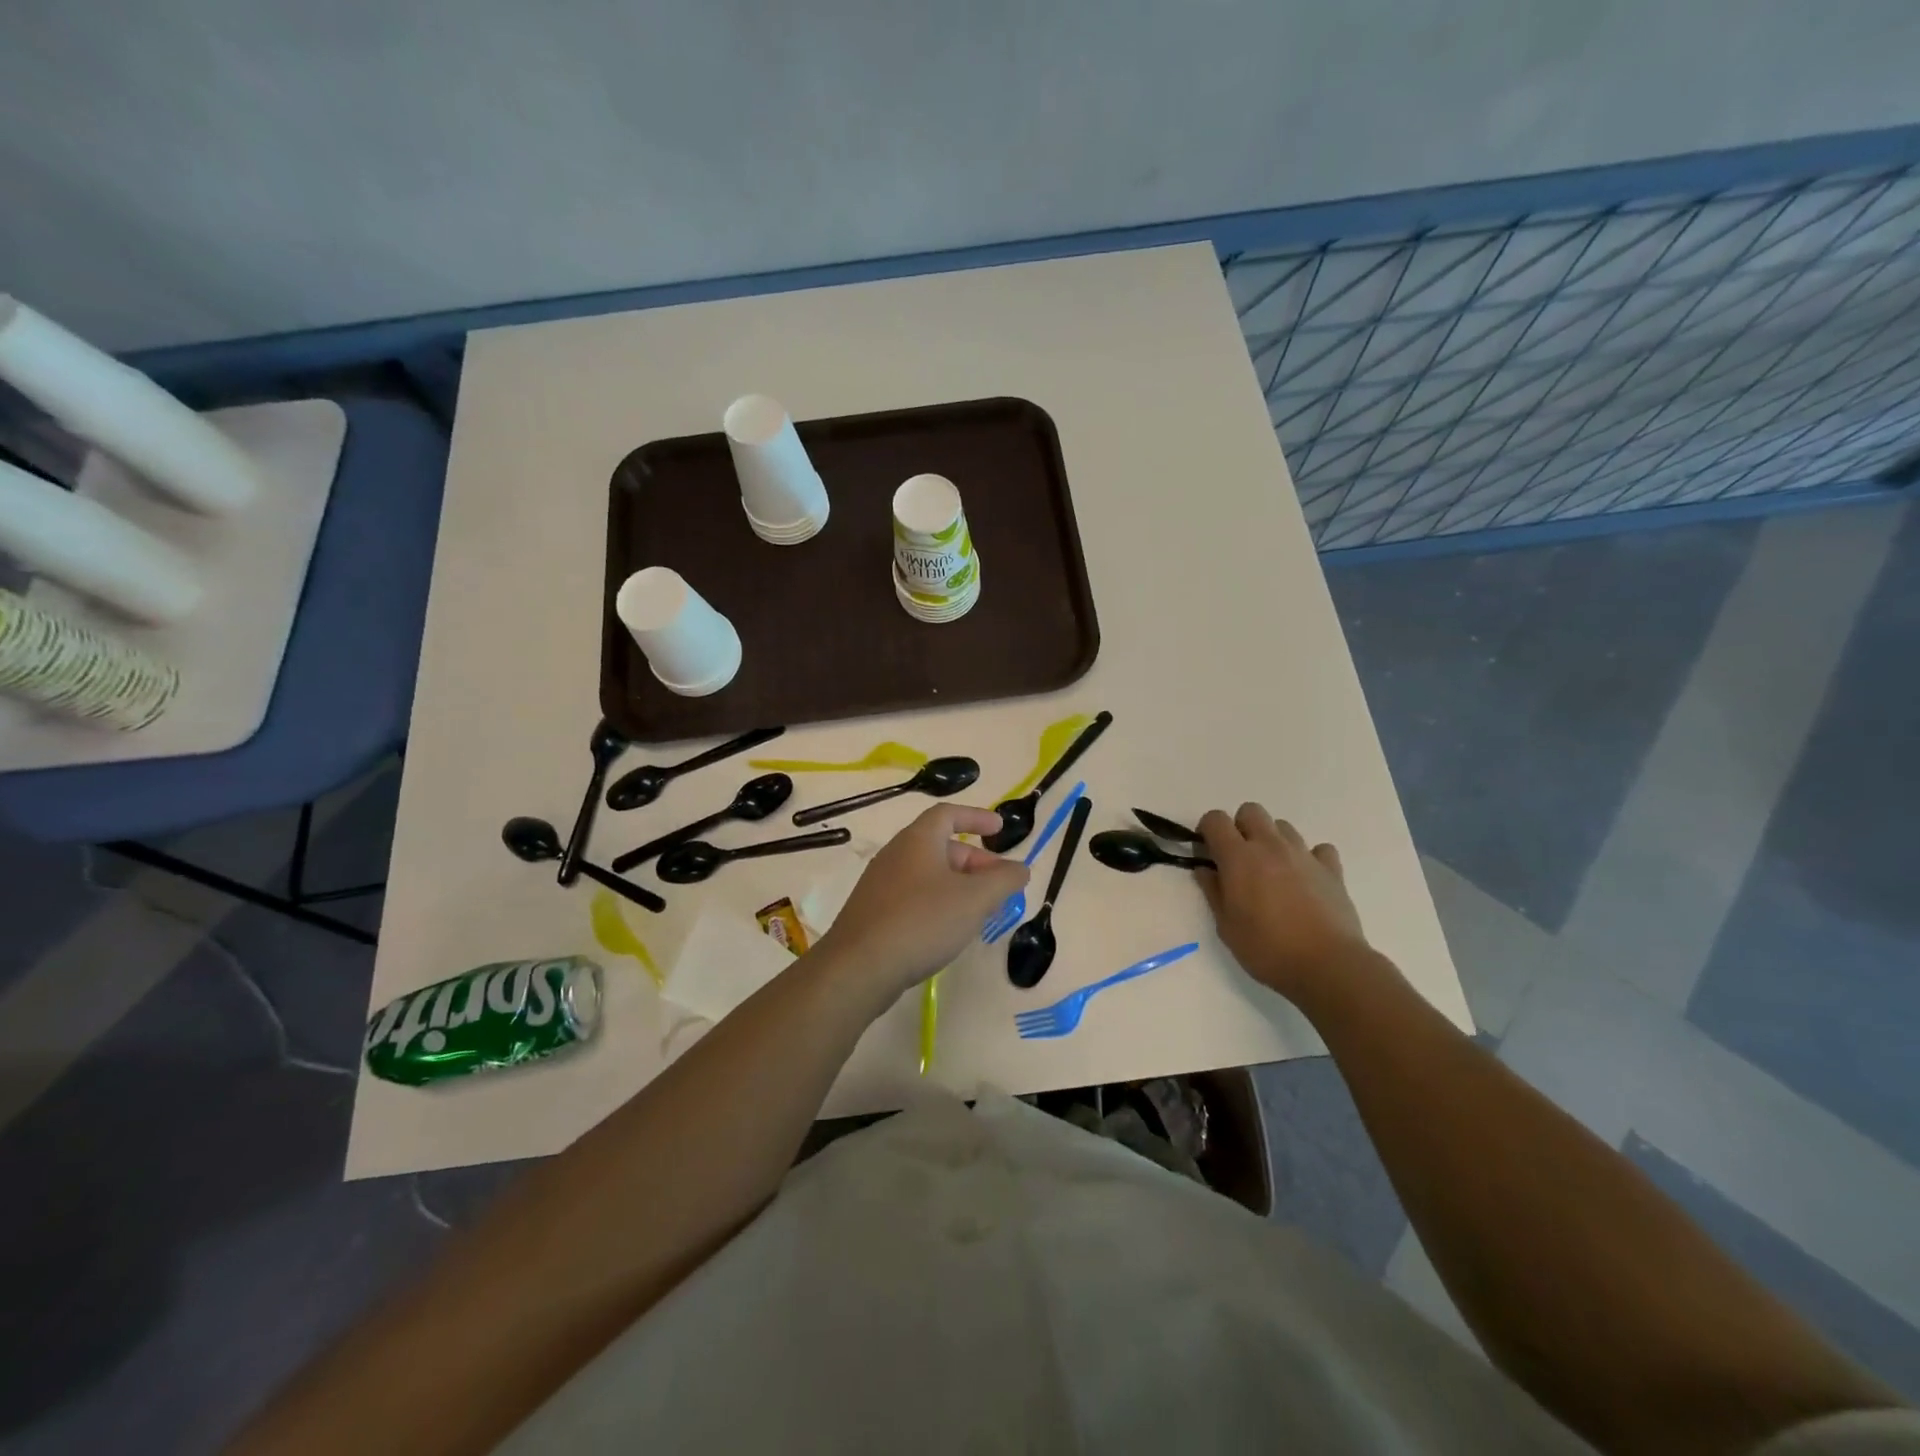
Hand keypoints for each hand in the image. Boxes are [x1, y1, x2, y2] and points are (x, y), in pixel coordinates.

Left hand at [816, 804, 1028, 1003]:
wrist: (858, 967)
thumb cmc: (921, 921)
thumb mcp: (974, 900)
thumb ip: (1003, 880)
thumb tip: (1021, 868)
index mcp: (917, 840)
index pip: (948, 814)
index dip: (976, 817)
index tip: (1000, 830)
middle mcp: (896, 854)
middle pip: (941, 846)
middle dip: (975, 861)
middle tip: (999, 884)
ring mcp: (880, 884)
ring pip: (928, 874)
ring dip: (958, 885)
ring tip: (981, 910)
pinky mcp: (873, 913)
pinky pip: (913, 896)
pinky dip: (938, 903)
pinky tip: (949, 930)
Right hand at [1197, 803, 1371, 1005]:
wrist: (1328, 966)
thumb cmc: (1267, 948)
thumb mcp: (1226, 926)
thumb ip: (1213, 892)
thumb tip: (1205, 870)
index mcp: (1239, 857)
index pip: (1215, 819)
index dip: (1207, 830)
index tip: (1207, 852)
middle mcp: (1271, 846)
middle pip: (1251, 811)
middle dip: (1240, 827)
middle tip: (1239, 859)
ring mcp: (1304, 855)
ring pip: (1283, 826)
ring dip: (1272, 840)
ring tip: (1273, 872)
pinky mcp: (1332, 869)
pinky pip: (1318, 849)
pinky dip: (1309, 858)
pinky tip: (1306, 879)